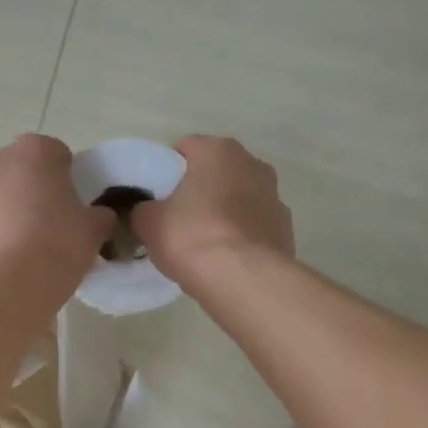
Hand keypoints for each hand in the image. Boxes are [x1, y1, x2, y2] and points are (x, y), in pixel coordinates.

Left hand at [0, 134, 112, 286]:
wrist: (9, 286)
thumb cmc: (58, 246)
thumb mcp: (94, 229)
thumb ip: (98, 215)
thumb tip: (97, 216)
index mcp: (33, 152)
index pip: (55, 152)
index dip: (67, 176)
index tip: (73, 202)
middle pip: (19, 170)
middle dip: (32, 189)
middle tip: (49, 222)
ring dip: (8, 211)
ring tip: (24, 247)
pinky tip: (4, 261)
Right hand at [134, 135, 293, 288]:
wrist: (243, 278)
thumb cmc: (191, 236)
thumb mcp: (148, 222)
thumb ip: (142, 209)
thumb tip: (146, 211)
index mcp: (218, 150)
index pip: (185, 148)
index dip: (166, 170)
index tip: (155, 194)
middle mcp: (252, 163)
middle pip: (216, 172)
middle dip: (199, 189)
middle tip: (177, 217)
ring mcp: (274, 196)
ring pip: (239, 198)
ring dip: (224, 212)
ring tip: (203, 242)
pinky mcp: (285, 229)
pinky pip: (254, 226)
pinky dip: (241, 236)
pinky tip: (226, 258)